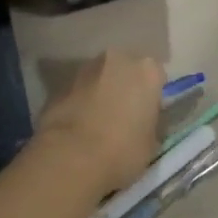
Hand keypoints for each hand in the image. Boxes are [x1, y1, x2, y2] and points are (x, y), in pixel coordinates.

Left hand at [34, 51, 163, 193]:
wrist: (71, 158)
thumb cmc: (122, 150)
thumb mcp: (151, 143)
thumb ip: (149, 122)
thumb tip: (142, 122)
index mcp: (146, 71)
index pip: (157, 77)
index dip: (152, 97)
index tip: (147, 115)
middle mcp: (117, 59)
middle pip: (126, 70)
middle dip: (126, 87)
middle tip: (124, 115)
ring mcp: (86, 68)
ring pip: (101, 77)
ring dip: (102, 92)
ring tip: (99, 123)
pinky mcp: (61, 85)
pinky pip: (79, 92)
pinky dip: (81, 103)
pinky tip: (79, 128)